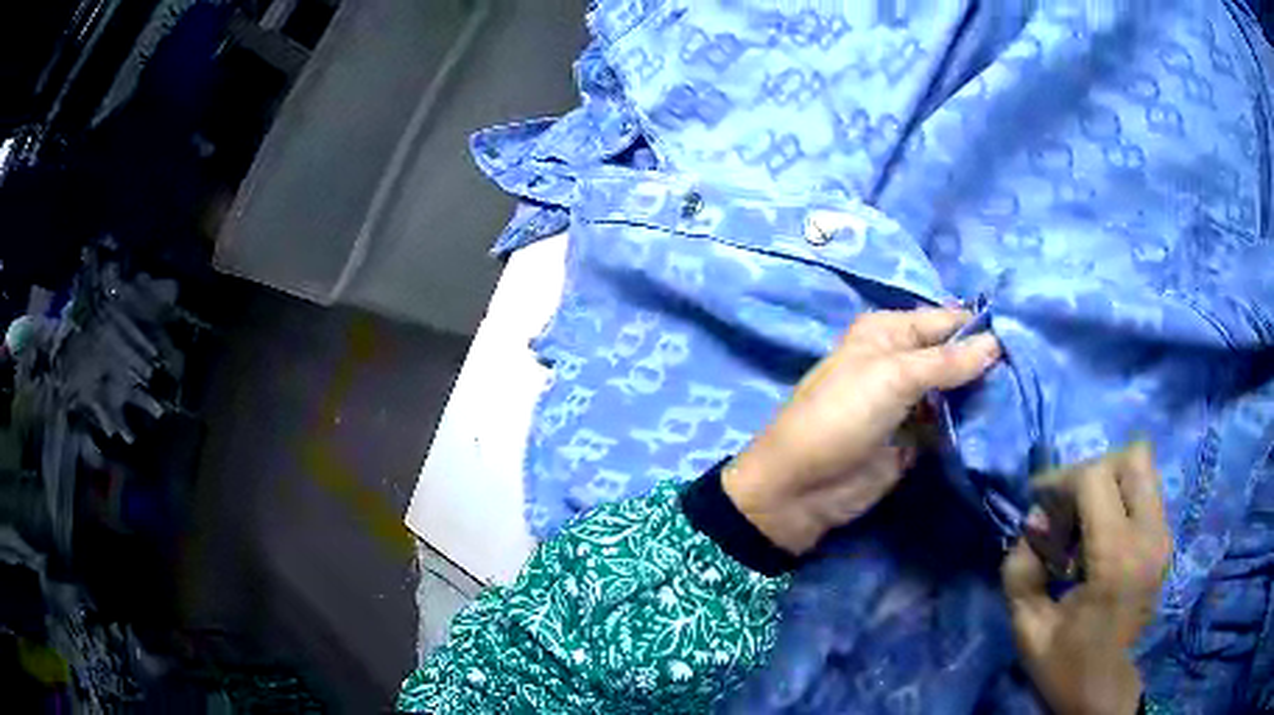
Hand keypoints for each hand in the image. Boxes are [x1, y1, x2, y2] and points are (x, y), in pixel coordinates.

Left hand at [722, 307, 1001, 555]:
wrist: (802, 489)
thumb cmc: (841, 417)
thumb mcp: (892, 377)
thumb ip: (946, 361)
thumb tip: (996, 343)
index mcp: (888, 332)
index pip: (945, 321)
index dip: (981, 327)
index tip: (1026, 336)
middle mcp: (900, 361)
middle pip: (953, 356)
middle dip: (987, 362)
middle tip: (1033, 369)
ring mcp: (909, 403)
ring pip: (955, 391)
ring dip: (983, 394)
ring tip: (1028, 393)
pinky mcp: (915, 440)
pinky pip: (949, 425)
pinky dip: (971, 425)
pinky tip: (1005, 423)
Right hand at [1002, 443, 1172, 714]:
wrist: (1105, 692)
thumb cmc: (1067, 666)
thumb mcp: (1028, 630)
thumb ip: (1020, 573)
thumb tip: (1032, 526)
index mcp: (1118, 559)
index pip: (1096, 477)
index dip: (1061, 479)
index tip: (1037, 501)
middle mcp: (1150, 536)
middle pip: (1132, 457)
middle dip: (1092, 471)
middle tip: (1067, 509)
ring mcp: (1163, 536)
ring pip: (1143, 469)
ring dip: (1108, 483)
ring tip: (1082, 525)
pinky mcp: (1164, 540)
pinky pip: (1145, 492)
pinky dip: (1119, 500)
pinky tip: (1098, 540)